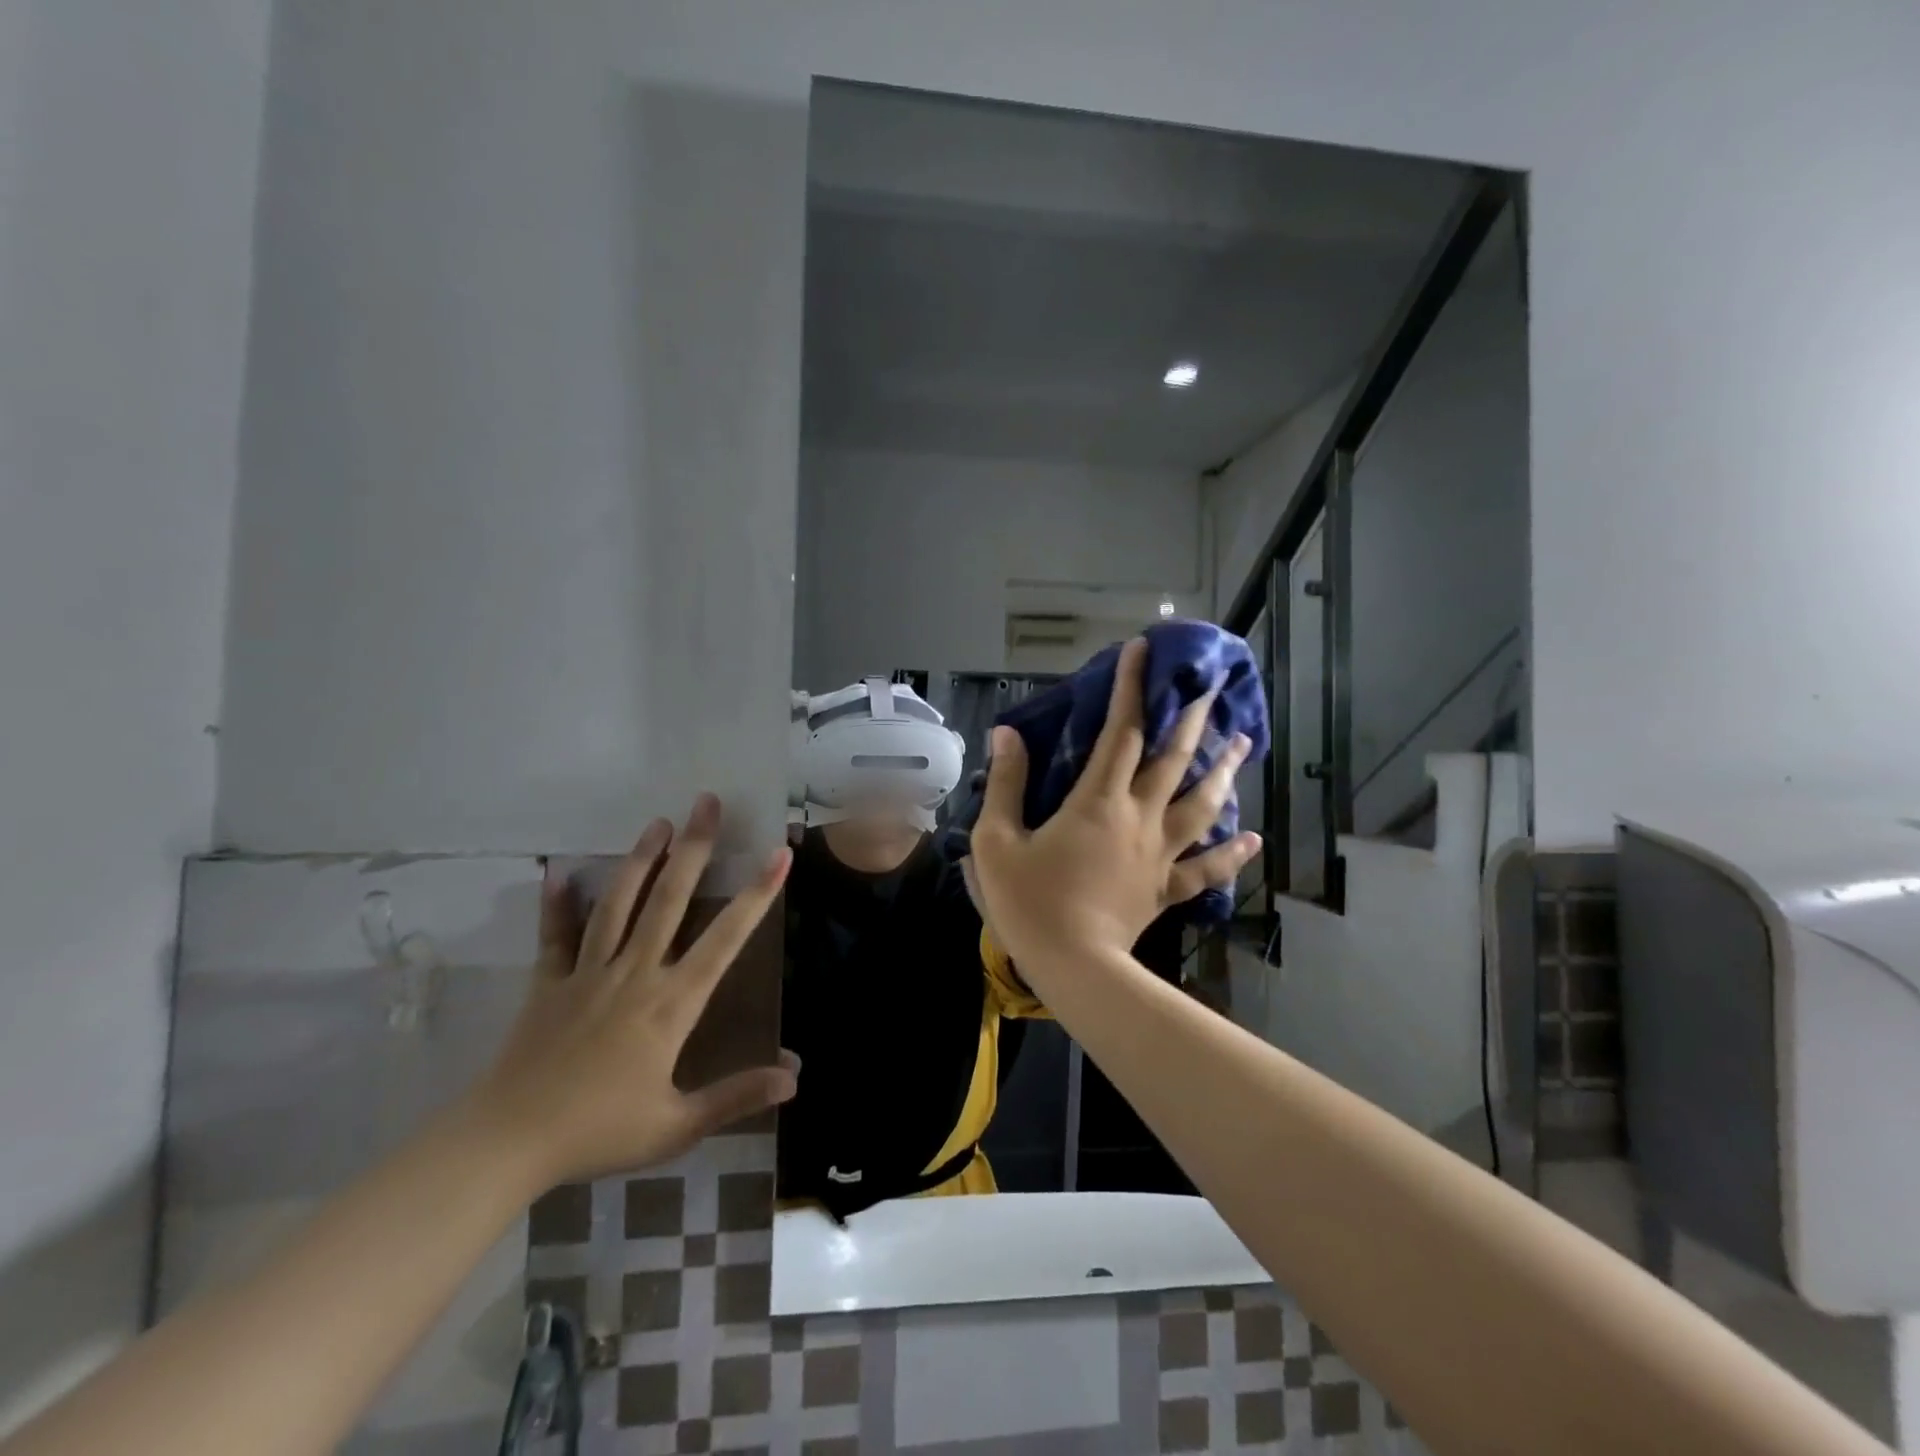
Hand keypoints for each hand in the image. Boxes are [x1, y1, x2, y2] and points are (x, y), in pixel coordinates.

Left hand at [465, 794, 798, 1188]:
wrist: (507, 1143)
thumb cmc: (599, 1131)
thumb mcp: (676, 1125)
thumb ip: (736, 1096)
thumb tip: (796, 1076)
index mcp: (671, 1003)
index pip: (726, 939)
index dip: (757, 894)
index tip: (778, 855)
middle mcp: (635, 973)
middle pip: (670, 899)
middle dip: (694, 848)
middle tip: (707, 803)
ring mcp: (588, 973)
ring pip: (620, 904)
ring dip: (640, 860)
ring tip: (657, 821)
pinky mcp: (549, 983)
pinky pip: (556, 936)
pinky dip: (557, 904)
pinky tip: (559, 872)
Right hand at [967, 638, 1260, 968]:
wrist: (1072, 965)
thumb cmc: (1029, 901)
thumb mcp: (996, 840)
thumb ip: (1005, 784)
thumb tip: (1008, 735)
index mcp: (1097, 800)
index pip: (1121, 731)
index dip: (1131, 687)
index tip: (1142, 650)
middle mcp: (1138, 816)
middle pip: (1174, 759)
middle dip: (1191, 718)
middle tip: (1211, 687)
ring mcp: (1159, 853)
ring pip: (1201, 804)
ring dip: (1225, 770)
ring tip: (1243, 741)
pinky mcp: (1166, 888)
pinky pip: (1206, 868)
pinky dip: (1232, 853)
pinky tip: (1253, 838)